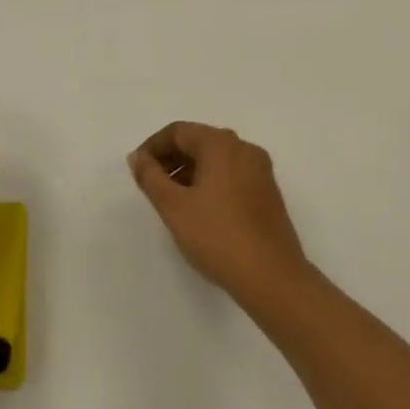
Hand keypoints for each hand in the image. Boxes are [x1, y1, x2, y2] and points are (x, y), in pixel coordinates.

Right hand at [129, 122, 311, 304]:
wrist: (272, 277)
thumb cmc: (217, 236)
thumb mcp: (174, 206)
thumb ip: (150, 177)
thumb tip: (138, 157)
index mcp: (221, 145)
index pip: (179, 131)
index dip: (153, 147)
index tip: (137, 169)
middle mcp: (244, 149)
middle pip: (199, 141)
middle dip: (171, 158)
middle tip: (151, 184)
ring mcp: (260, 171)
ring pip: (216, 159)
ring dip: (189, 170)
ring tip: (171, 199)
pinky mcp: (268, 192)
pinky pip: (231, 174)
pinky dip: (210, 181)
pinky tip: (199, 209)